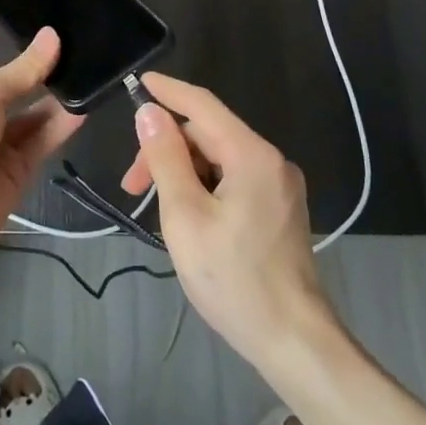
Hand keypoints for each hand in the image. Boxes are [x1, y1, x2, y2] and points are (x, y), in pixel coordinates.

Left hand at [0, 0, 84, 263]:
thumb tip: (52, 37)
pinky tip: (87, 102)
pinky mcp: (17, 165)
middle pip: (7, 75)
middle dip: (33, 57)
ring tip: (89, 62)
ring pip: (31, 106)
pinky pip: (44, 136)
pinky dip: (63, 122)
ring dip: (55, 90)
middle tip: (70, 29)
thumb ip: (21, 69)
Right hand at [119, 72, 334, 369]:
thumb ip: (166, 159)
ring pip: (220, 160)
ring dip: (183, 173)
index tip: (138, 83)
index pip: (203, 105)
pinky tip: (186, 216)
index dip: (168, 91)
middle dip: (167, 150)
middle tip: (131, 185)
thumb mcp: (185, 216)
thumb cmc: (233, 279)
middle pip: (209, 135)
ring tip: (157, 209)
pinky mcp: (280, 209)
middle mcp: (271, 161)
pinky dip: (203, 187)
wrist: (293, 341)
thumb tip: (150, 113)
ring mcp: (279, 186)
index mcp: (252, 155)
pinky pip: (234, 180)